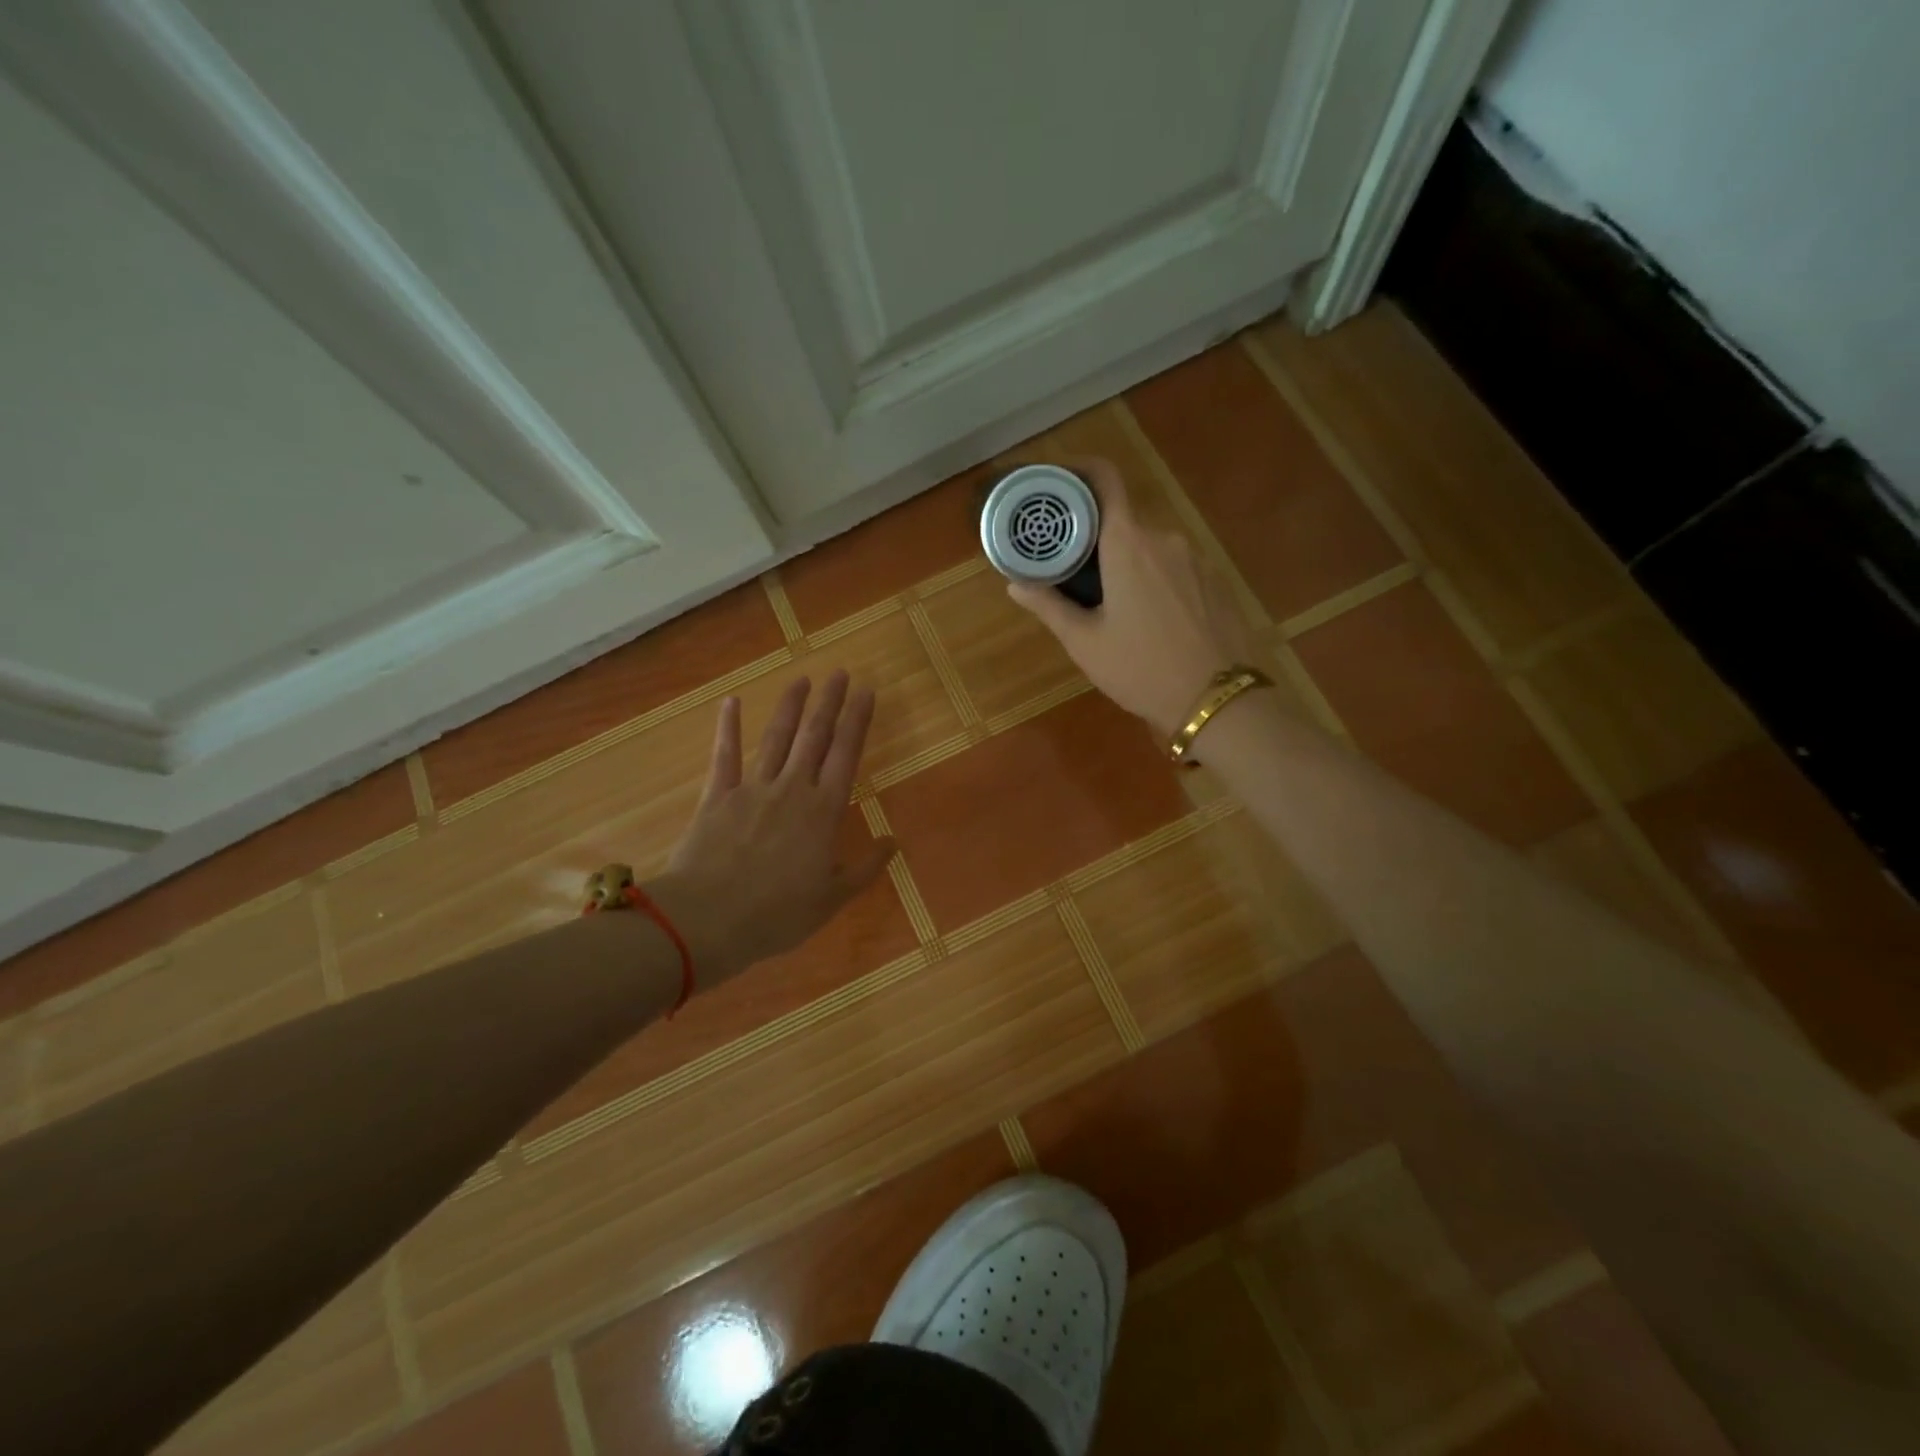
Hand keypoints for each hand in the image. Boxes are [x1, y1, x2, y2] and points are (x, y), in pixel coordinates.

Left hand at [651, 672, 895, 986]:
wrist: (708, 920)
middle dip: (829, 702)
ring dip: (790, 706)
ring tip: (802, 679)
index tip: (867, 691)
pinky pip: (724, 756)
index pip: (846, 755)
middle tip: (839, 673)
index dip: (858, 721)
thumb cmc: (777, 914)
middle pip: (815, 737)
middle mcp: (792, 789)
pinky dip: (728, 728)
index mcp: (823, 812)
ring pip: (776, 739)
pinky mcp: (717, 797)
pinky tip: (731, 702)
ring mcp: (752, 789)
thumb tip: (893, 843)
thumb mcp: (831, 899)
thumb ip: (864, 869)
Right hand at [1008, 458, 1256, 737]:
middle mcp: (1165, 538)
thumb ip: (1049, 606)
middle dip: (1096, 537)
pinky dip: (1154, 577)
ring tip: (1109, 599)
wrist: (1217, 700)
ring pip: (1150, 546)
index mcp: (1129, 544)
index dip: (1079, 470)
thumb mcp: (1085, 642)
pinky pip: (1175, 564)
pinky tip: (1148, 615)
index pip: (1105, 480)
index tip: (1057, 482)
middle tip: (1071, 566)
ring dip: (1127, 561)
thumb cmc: (1141, 669)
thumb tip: (1014, 584)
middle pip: (1124, 520)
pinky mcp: (1216, 580)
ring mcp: (1197, 558)